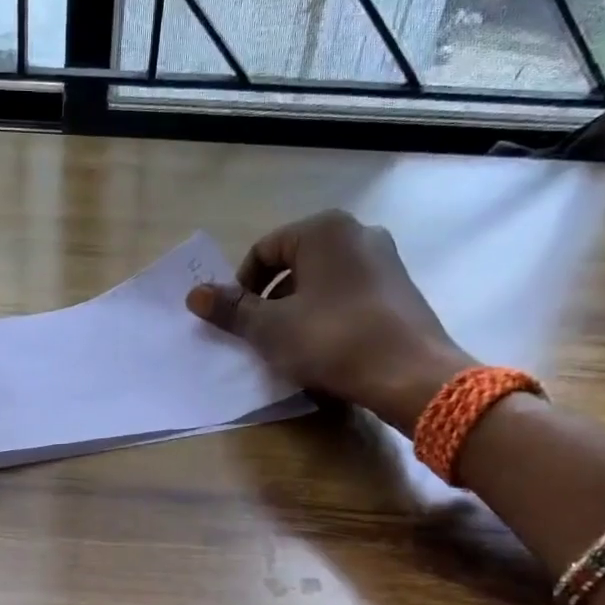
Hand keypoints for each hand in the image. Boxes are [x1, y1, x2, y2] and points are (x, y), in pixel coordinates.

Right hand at [185, 210, 474, 434]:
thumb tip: (194, 294)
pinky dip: (328, 315)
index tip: (238, 322)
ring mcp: (385, 259)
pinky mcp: (400, 288)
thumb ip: (230, 309)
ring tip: (292, 346)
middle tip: (261, 336)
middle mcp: (358, 232)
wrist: (410, 374)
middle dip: (271, 299)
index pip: (264, 250)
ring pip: (322, 280)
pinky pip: (349, 294)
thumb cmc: (331, 340)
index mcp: (323, 230)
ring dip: (297, 309)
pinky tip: (326, 348)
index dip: (242, 287)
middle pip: (294, 263)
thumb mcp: (270, 328)